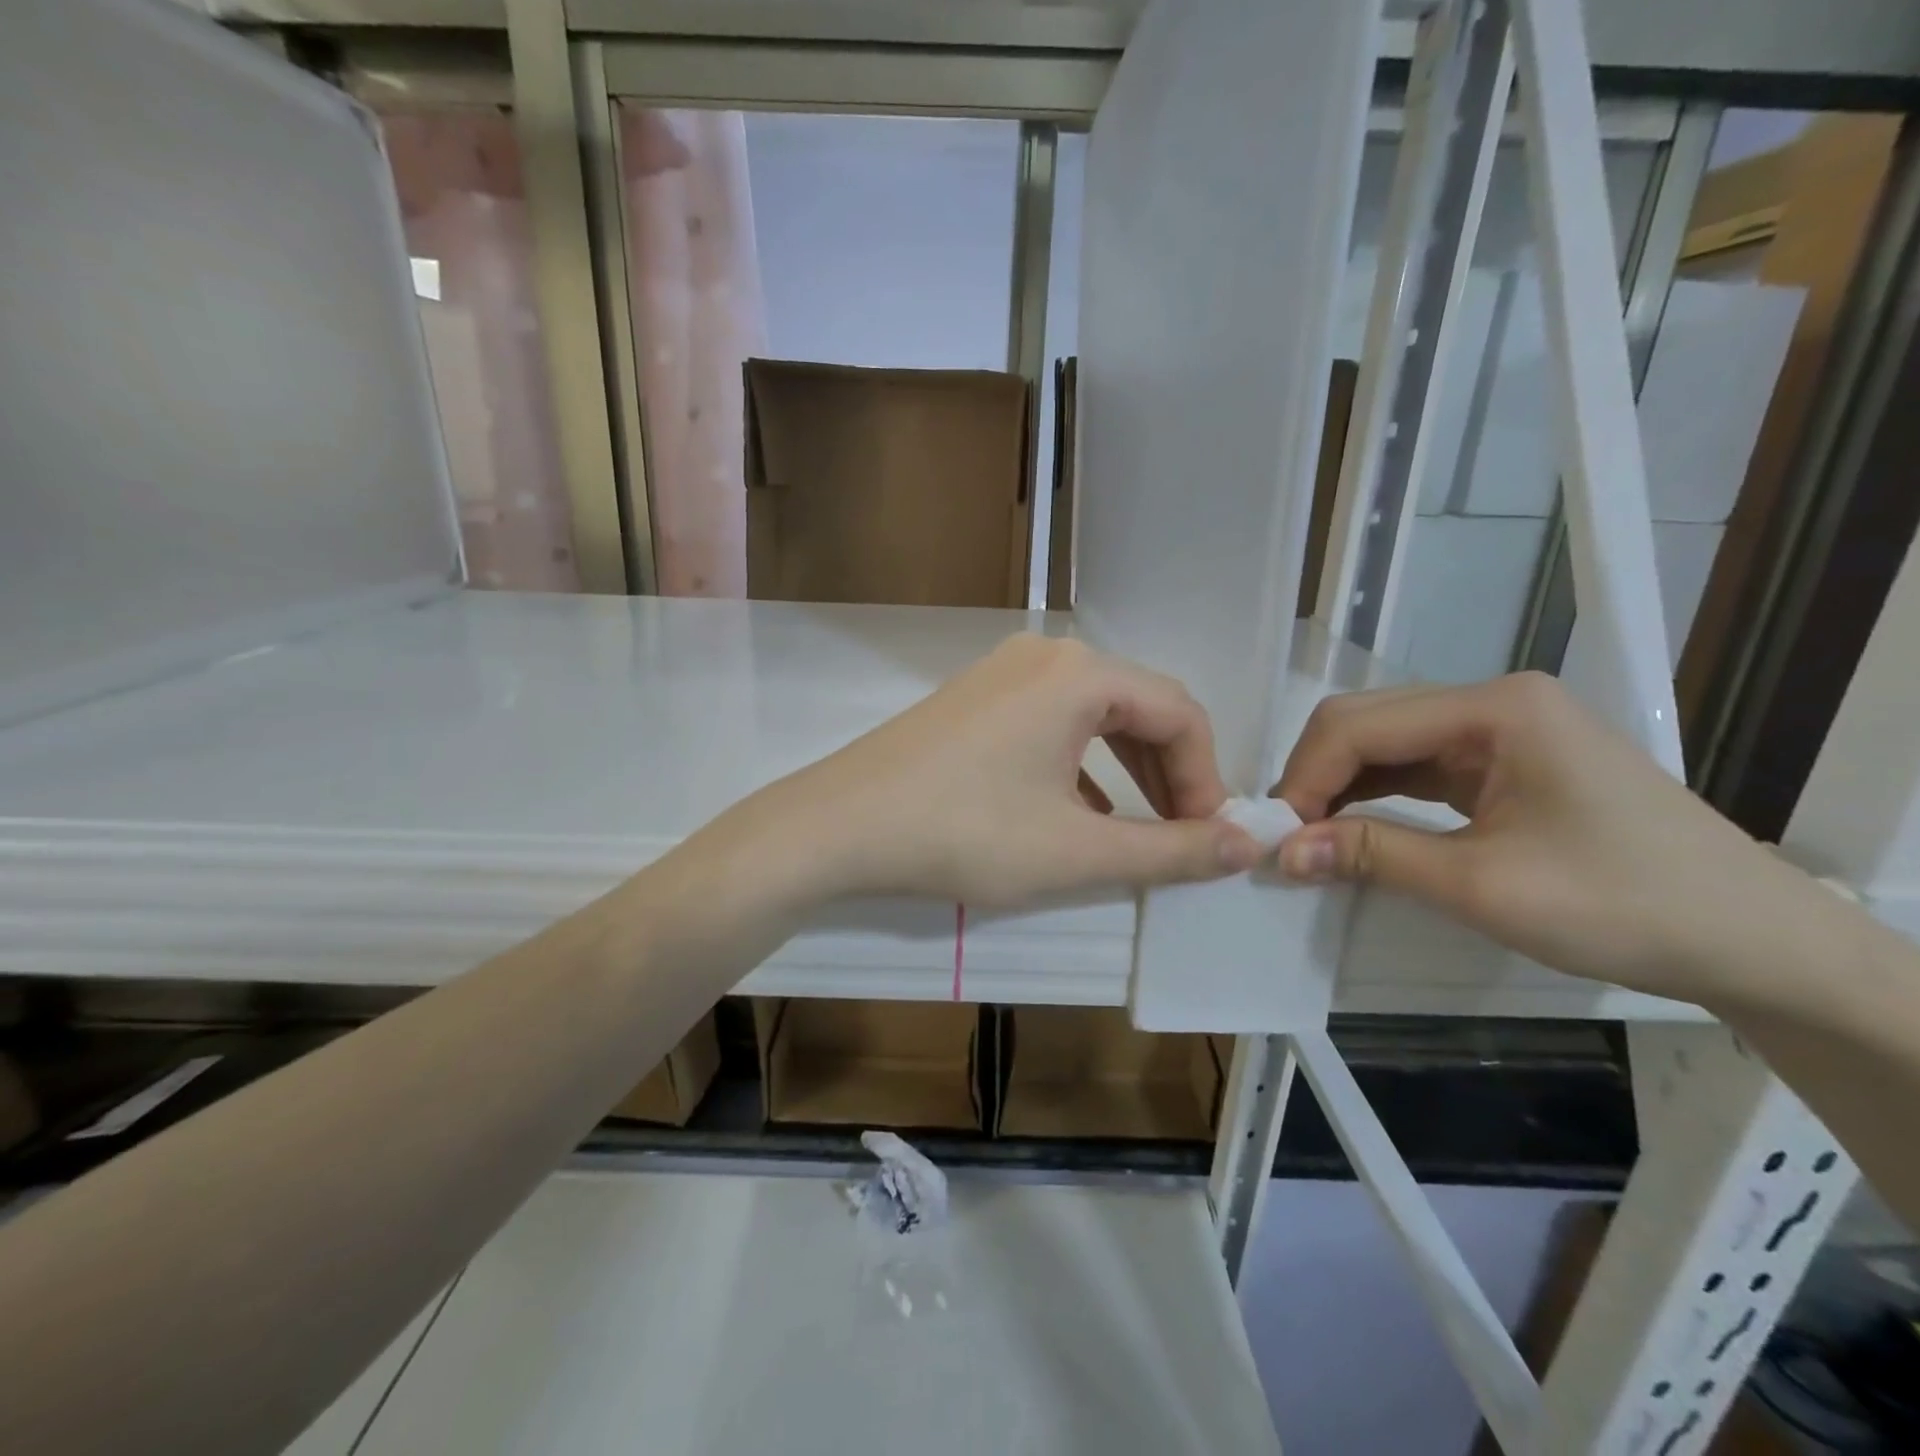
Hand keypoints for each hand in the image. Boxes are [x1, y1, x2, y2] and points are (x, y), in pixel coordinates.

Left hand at [728, 634, 1265, 908]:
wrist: (839, 826)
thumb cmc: (966, 834)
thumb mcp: (1078, 852)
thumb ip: (1171, 850)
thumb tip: (1249, 846)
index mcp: (1081, 673)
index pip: (1180, 713)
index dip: (1208, 779)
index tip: (1210, 841)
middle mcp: (1045, 655)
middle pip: (1138, 707)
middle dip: (1169, 774)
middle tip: (1182, 836)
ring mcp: (1003, 672)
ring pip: (1093, 716)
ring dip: (1126, 771)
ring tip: (1137, 831)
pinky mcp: (974, 698)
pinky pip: (1050, 723)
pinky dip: (1079, 765)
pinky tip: (1077, 814)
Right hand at [1269, 672, 1815, 1002]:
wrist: (1756, 942)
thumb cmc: (1625, 906)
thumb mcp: (1484, 886)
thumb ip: (1374, 856)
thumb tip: (1282, 852)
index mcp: (1493, 709)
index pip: (1360, 725)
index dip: (1304, 777)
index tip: (1276, 838)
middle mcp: (1489, 702)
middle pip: (1365, 721)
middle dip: (1314, 776)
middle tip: (1286, 839)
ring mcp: (1497, 729)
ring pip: (1382, 741)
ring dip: (1336, 786)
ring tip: (1308, 837)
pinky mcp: (1500, 760)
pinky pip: (1412, 766)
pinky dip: (1371, 795)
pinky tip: (1350, 827)